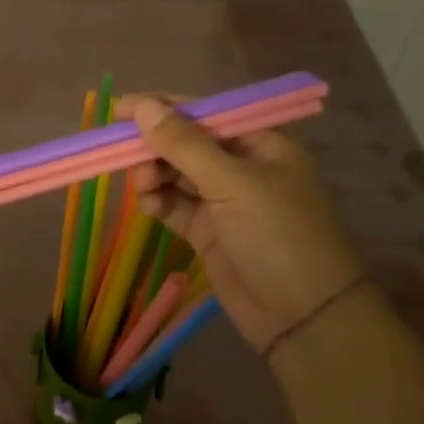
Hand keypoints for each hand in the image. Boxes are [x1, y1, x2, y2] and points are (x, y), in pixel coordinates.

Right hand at [119, 94, 365, 356]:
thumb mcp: (231, 183)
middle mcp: (240, 166)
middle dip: (154, 147)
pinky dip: (158, 202)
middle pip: (185, 143)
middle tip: (126, 157)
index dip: (162, 108)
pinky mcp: (208, 231)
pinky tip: (150, 206)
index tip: (120, 110)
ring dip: (153, 175)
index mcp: (258, 143)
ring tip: (144, 187)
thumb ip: (182, 144)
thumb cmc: (276, 234)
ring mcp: (224, 200)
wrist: (303, 317)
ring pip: (175, 174)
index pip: (203, 113)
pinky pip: (174, 205)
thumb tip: (142, 105)